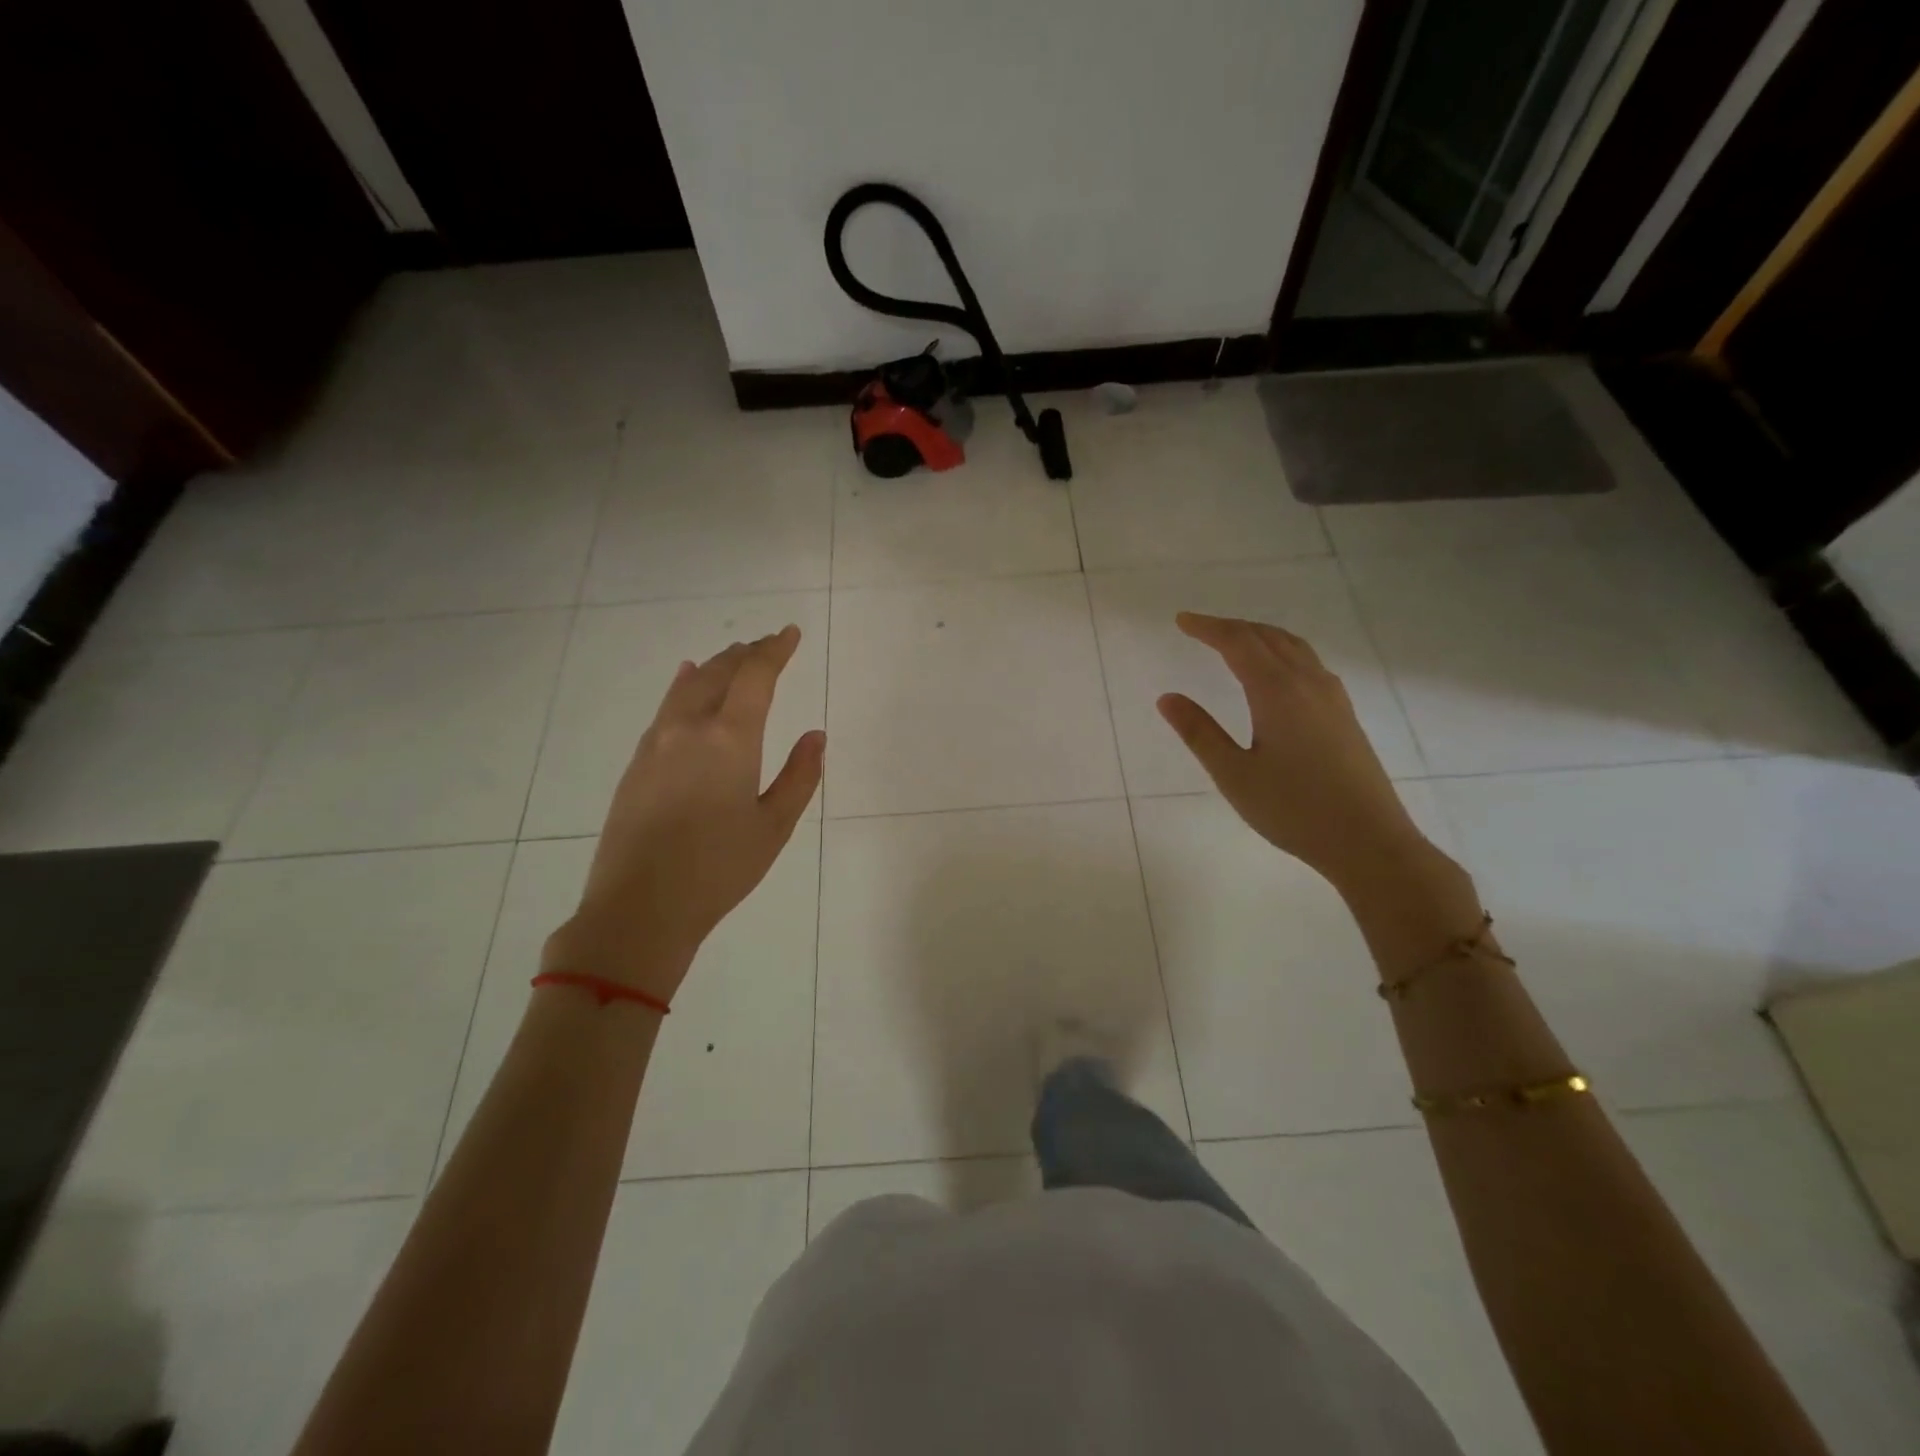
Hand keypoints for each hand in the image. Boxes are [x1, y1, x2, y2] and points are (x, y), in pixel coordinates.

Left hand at [542, 626, 823, 997]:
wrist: (639, 907)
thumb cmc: (719, 869)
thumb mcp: (774, 827)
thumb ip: (799, 776)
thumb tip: (815, 736)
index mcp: (730, 739)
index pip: (756, 677)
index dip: (775, 650)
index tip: (790, 633)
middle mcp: (690, 728)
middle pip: (720, 673)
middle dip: (747, 653)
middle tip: (768, 644)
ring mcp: (656, 743)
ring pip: (689, 686)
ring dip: (716, 667)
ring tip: (733, 657)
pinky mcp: (637, 763)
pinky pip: (666, 707)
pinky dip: (684, 687)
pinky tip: (686, 681)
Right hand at [1156, 613, 1432, 893]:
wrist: (1368, 841)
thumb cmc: (1294, 810)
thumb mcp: (1234, 775)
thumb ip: (1200, 733)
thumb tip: (1167, 698)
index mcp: (1277, 691)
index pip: (1237, 643)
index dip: (1208, 628)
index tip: (1181, 621)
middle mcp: (1308, 682)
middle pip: (1267, 637)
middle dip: (1231, 627)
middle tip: (1199, 628)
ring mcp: (1332, 696)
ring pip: (1293, 646)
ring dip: (1259, 635)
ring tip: (1234, 641)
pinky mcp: (1344, 713)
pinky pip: (1309, 662)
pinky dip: (1282, 651)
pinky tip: (1277, 672)